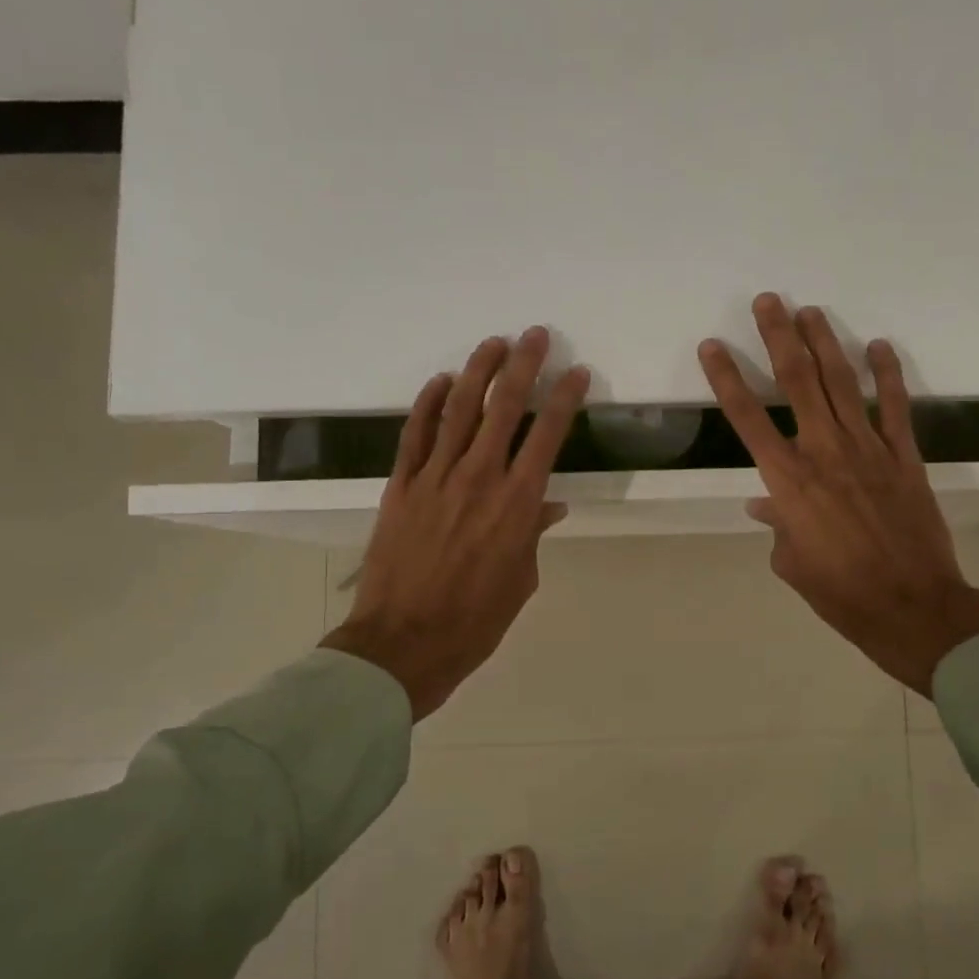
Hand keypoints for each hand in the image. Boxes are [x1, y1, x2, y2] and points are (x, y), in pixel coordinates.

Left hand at [322, 328, 589, 718]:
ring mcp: (435, 477)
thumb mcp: (521, 580)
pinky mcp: (401, 485)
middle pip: (504, 407)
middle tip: (535, 336)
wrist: (405, 642)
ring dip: (478, 371)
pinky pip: (416, 434)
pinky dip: (429, 403)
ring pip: (459, 409)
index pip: (547, 435)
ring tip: (493, 343)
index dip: (565, 398)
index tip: (576, 373)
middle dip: (523, 366)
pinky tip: (442, 382)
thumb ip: (533, 534)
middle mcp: (479, 478)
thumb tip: (547, 506)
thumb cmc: (476, 620)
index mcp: (517, 503)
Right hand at [699, 295, 978, 697]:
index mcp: (788, 481)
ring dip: (824, 343)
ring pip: (841, 384)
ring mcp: (869, 450)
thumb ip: (778, 525)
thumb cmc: (840, 592)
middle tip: (768, 301)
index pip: (748, 419)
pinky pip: (893, 407)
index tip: (713, 346)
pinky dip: (886, 375)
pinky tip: (879, 346)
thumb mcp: (791, 563)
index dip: (727, 379)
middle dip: (779, 338)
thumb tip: (768, 504)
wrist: (911, 606)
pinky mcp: (905, 456)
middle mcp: (824, 453)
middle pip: (797, 383)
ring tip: (810, 310)